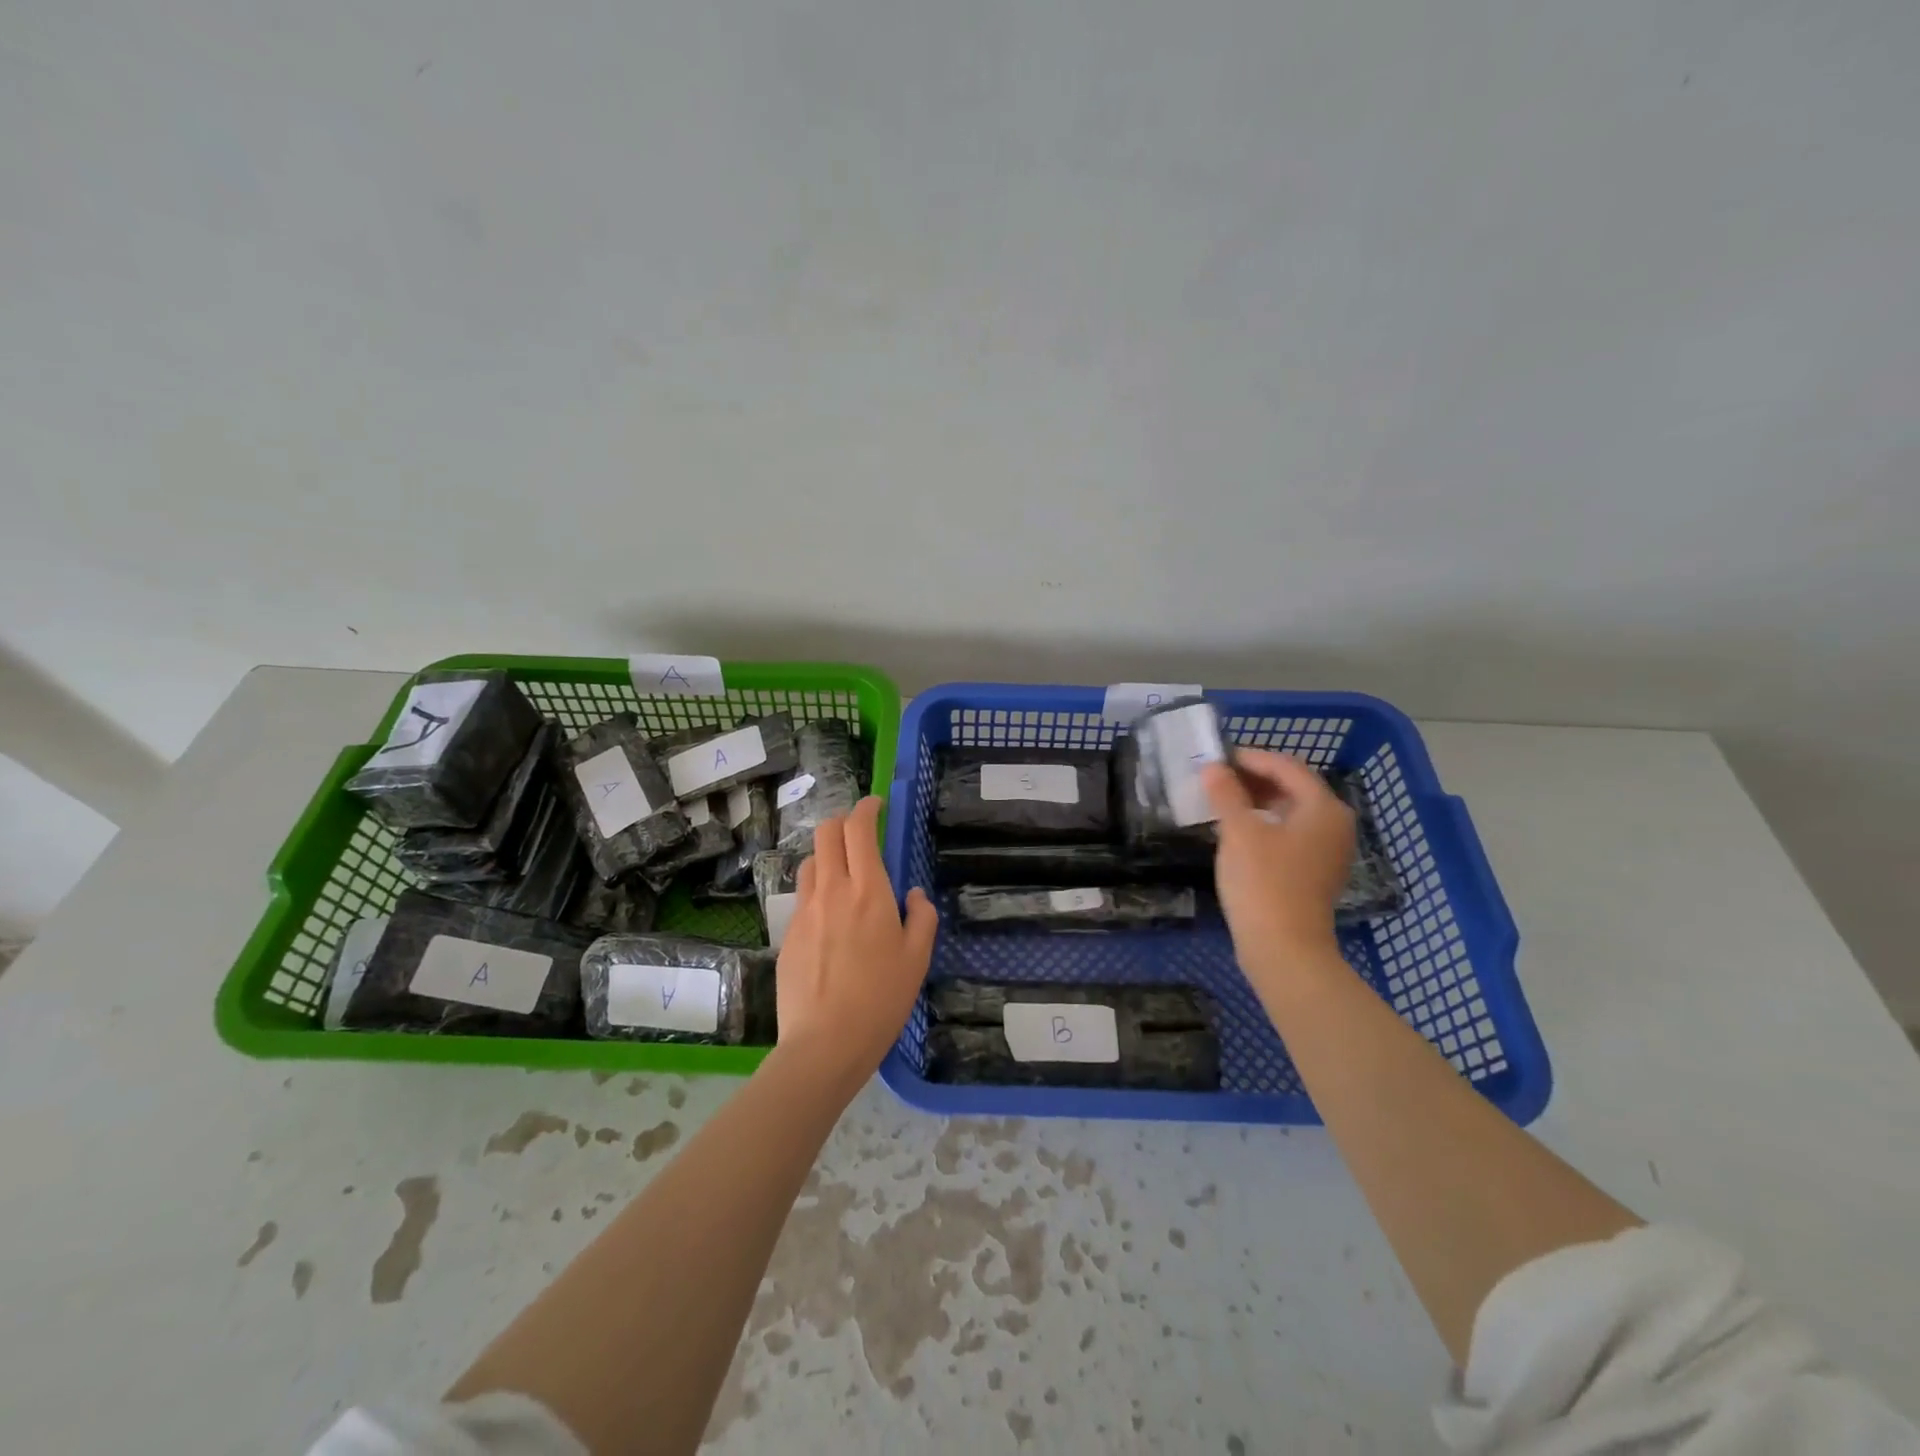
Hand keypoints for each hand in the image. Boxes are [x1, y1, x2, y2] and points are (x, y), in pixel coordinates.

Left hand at [775, 796, 938, 1089]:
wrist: (824, 1043)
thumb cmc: (881, 999)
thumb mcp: (917, 959)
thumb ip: (921, 918)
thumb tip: (913, 895)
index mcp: (868, 891)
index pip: (858, 829)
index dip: (866, 808)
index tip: (876, 804)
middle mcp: (831, 890)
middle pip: (826, 834)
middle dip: (842, 822)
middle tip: (860, 833)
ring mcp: (804, 912)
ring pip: (810, 863)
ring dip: (827, 856)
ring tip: (845, 876)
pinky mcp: (788, 934)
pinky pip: (803, 898)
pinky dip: (818, 891)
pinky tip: (830, 920)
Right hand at [1202, 750, 1354, 987]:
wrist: (1284, 949)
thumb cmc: (1263, 882)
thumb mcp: (1238, 831)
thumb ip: (1226, 793)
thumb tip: (1212, 767)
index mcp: (1323, 808)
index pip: (1287, 766)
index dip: (1251, 758)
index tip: (1217, 758)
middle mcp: (1334, 824)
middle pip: (1293, 787)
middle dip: (1254, 779)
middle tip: (1217, 778)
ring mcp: (1328, 851)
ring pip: (1291, 811)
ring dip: (1258, 801)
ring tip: (1222, 801)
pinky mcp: (1315, 872)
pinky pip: (1291, 834)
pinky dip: (1266, 824)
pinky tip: (1238, 831)